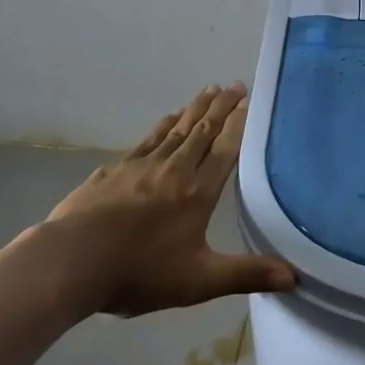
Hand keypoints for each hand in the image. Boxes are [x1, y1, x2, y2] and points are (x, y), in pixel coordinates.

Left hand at [32, 83, 294, 317]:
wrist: (70, 262)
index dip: (239, 124)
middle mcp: (174, 170)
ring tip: (208, 91)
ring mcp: (141, 166)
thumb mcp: (199, 280)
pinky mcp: (114, 171)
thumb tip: (294, 277)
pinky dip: (163, 125)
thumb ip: (246, 274)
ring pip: (176, 130)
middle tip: (234, 84)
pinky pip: (147, 140)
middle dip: (221, 107)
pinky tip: (167, 119)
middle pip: (202, 131)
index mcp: (198, 192)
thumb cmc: (139, 271)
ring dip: (195, 109)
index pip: (225, 149)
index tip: (250, 100)